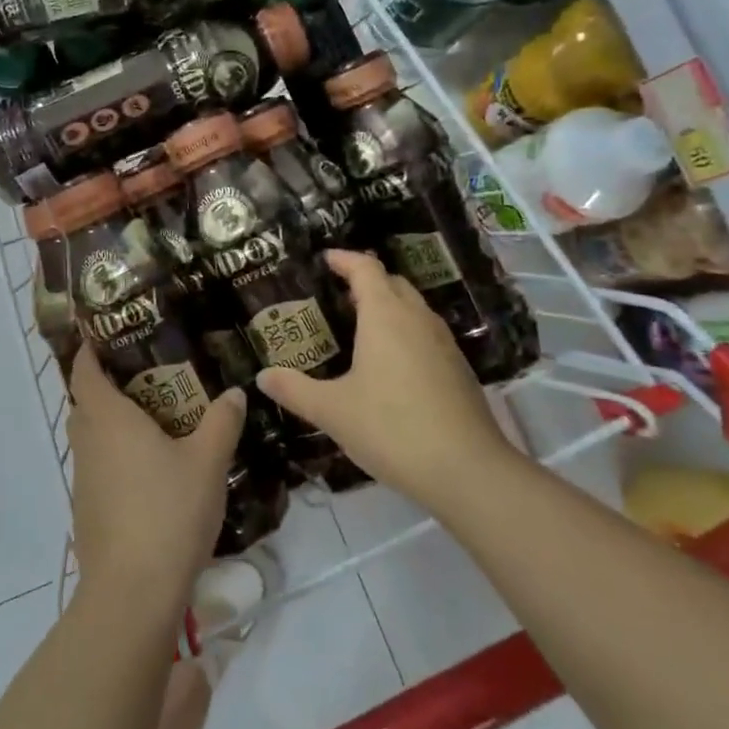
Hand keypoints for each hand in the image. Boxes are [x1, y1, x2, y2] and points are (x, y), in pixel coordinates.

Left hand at [66, 348, 244, 617]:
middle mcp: (88, 443)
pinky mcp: (87, 510)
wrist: (132, 592)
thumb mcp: (207, 462)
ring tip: (152, 421)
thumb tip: (234, 393)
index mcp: (108, 419)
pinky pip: (97, 468)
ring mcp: (83, 480)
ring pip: (90, 438)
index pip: (84, 371)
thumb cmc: (168, 511)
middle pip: (85, 403)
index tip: (106, 335)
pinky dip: (115, 457)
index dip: (89, 350)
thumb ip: (221, 422)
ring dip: (111, 424)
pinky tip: (148, 471)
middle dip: (105, 386)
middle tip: (145, 376)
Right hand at [257, 250, 512, 508]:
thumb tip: (262, 376)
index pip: (365, 269)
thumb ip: (295, 390)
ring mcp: (444, 343)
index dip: (344, 259)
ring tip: (361, 326)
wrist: (467, 470)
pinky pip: (426, 334)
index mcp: (385, 316)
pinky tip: (390, 365)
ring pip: (414, 308)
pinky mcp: (458, 369)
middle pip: (393, 283)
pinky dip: (405, 333)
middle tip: (337, 293)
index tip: (325, 258)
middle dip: (366, 280)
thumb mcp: (332, 411)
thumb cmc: (391, 428)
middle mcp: (417, 319)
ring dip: (389, 306)